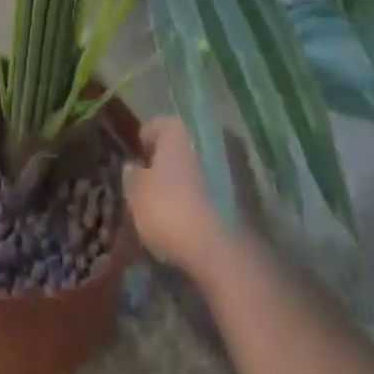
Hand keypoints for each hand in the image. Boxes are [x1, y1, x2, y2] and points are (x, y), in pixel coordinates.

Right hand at [122, 118, 259, 276]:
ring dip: (185, 180)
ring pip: (197, 168)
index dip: (146, 140)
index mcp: (177, 132)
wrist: (218, 249)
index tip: (138, 157)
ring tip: (171, 205)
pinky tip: (190, 219)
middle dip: (167, 161)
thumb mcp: (136, 194)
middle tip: (153, 182)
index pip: (157, 125)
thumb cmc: (169, 210)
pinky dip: (201, 198)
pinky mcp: (241, 195)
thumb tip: (132, 166)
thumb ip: (132, 176)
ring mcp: (226, 166)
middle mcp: (203, 141)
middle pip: (180, 146)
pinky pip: (213, 189)